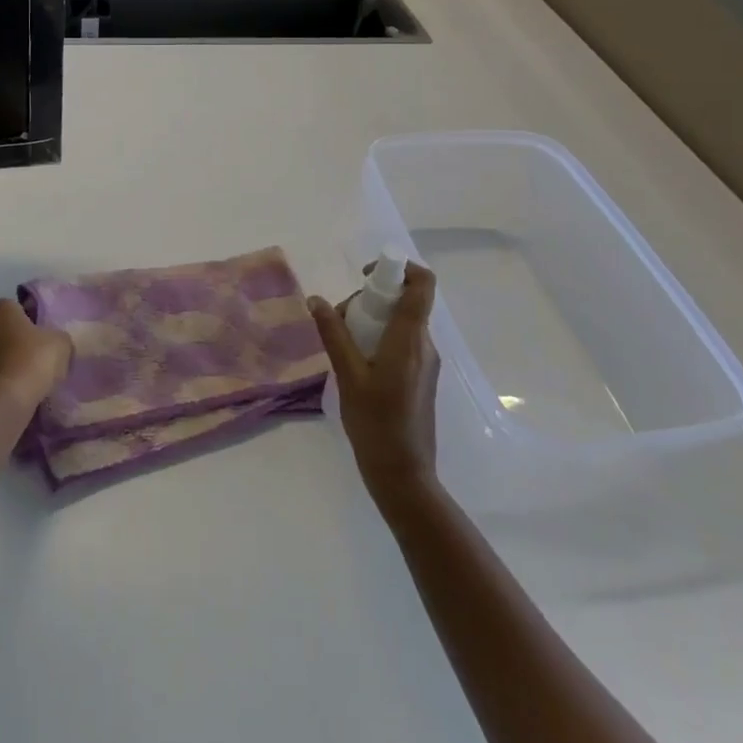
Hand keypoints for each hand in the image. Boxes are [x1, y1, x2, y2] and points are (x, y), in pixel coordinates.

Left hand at [0, 299, 71, 414]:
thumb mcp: (60, 345)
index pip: (11, 307)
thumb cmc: (30, 362)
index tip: (37, 337)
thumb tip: (53, 343)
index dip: (24, 321)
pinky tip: (0, 401)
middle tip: (26, 360)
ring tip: (12, 384)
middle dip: (4, 343)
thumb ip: (56, 339)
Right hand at [309, 263, 440, 500]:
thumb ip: (333, 334)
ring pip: (401, 322)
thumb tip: (317, 300)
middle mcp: (425, 345)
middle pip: (406, 301)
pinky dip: (379, 339)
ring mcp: (425, 362)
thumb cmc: (376, 424)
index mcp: (411, 338)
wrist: (404, 475)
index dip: (399, 267)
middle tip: (341, 320)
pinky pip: (402, 342)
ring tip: (343, 346)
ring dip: (372, 321)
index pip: (423, 283)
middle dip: (371, 298)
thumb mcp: (348, 376)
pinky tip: (355, 364)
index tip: (367, 276)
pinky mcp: (420, 377)